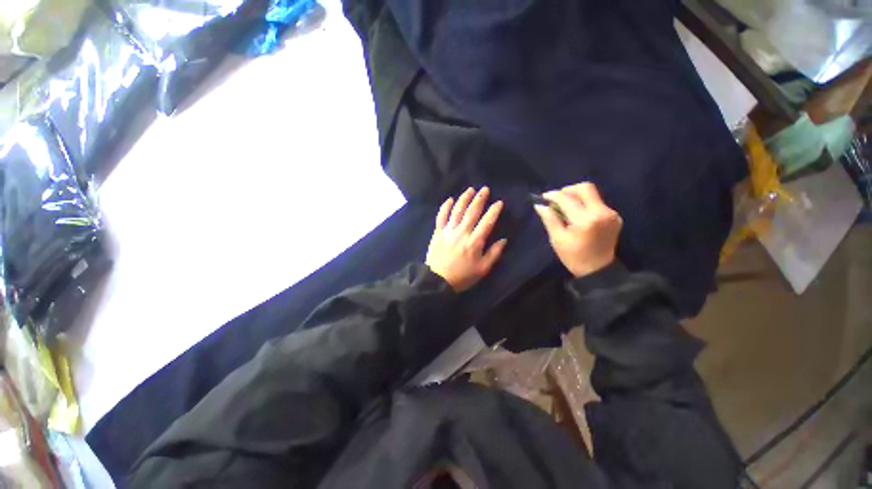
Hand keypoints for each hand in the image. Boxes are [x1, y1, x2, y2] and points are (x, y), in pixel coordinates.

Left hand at [426, 187, 506, 291]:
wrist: (437, 281)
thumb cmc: (462, 277)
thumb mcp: (482, 269)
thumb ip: (494, 254)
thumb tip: (503, 240)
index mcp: (475, 242)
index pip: (487, 222)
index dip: (494, 211)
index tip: (499, 202)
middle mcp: (462, 232)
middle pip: (472, 212)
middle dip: (480, 199)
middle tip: (485, 189)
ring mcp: (448, 231)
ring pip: (457, 210)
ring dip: (464, 198)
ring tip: (470, 190)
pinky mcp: (438, 233)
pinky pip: (441, 216)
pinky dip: (445, 207)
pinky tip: (449, 199)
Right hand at [534, 182, 621, 277]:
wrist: (599, 270)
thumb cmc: (573, 257)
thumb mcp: (557, 239)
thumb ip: (549, 219)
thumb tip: (539, 205)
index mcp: (585, 220)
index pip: (567, 199)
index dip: (554, 195)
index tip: (544, 197)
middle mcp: (602, 212)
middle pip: (586, 188)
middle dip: (568, 190)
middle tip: (557, 200)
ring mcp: (611, 214)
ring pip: (592, 194)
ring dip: (576, 197)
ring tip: (565, 208)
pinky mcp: (615, 216)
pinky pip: (597, 203)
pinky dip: (585, 204)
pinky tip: (577, 215)